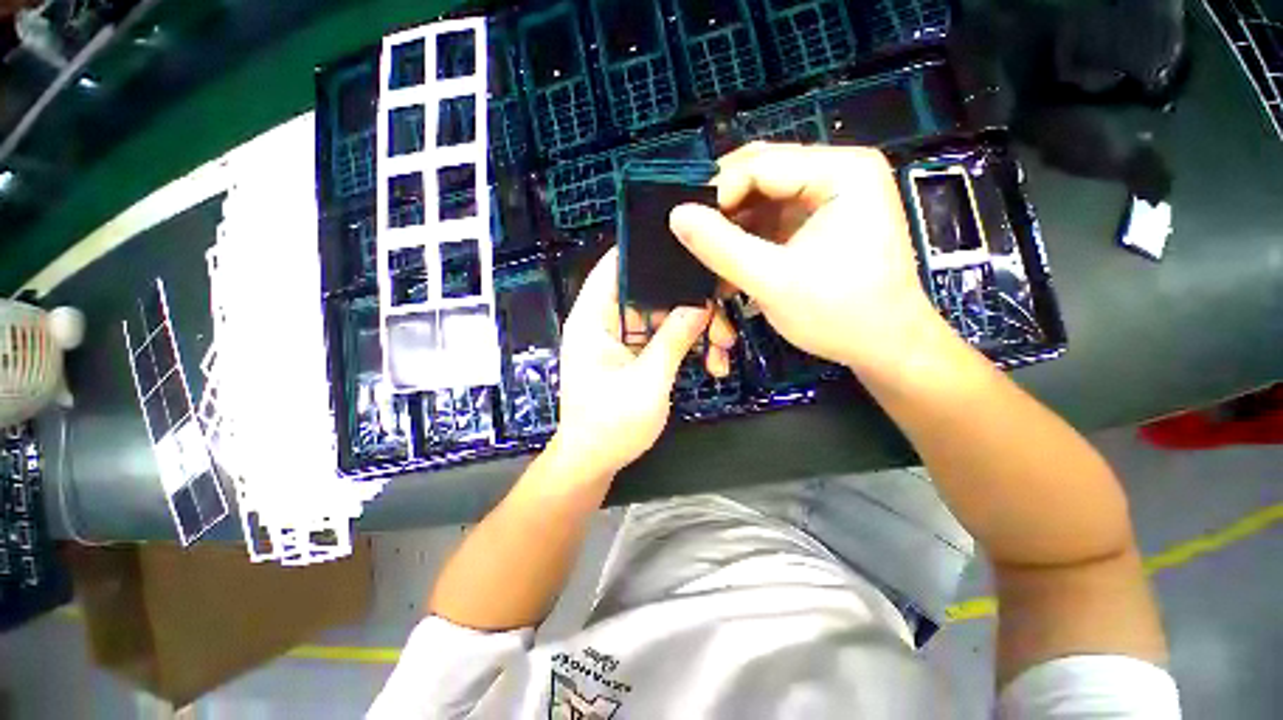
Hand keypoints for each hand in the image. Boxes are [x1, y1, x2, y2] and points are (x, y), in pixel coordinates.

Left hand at [552, 248, 711, 478]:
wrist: (594, 462)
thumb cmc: (610, 425)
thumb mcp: (647, 382)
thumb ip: (673, 340)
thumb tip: (701, 305)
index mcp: (592, 319)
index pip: (615, 267)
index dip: (647, 252)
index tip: (689, 249)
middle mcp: (604, 321)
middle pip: (649, 292)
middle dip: (688, 303)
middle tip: (722, 321)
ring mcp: (621, 338)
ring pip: (662, 316)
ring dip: (693, 328)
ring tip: (722, 349)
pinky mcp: (633, 354)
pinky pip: (662, 337)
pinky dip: (685, 344)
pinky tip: (711, 360)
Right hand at [669, 142, 950, 381]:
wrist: (886, 348)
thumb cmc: (841, 314)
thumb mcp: (773, 281)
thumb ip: (721, 247)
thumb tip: (676, 215)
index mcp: (841, 171)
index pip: (760, 164)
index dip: (717, 193)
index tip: (687, 229)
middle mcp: (837, 173)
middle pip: (760, 177)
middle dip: (723, 211)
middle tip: (693, 240)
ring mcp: (828, 199)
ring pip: (761, 202)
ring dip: (732, 231)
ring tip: (710, 259)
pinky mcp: (818, 224)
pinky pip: (770, 222)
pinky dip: (747, 243)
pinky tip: (731, 267)